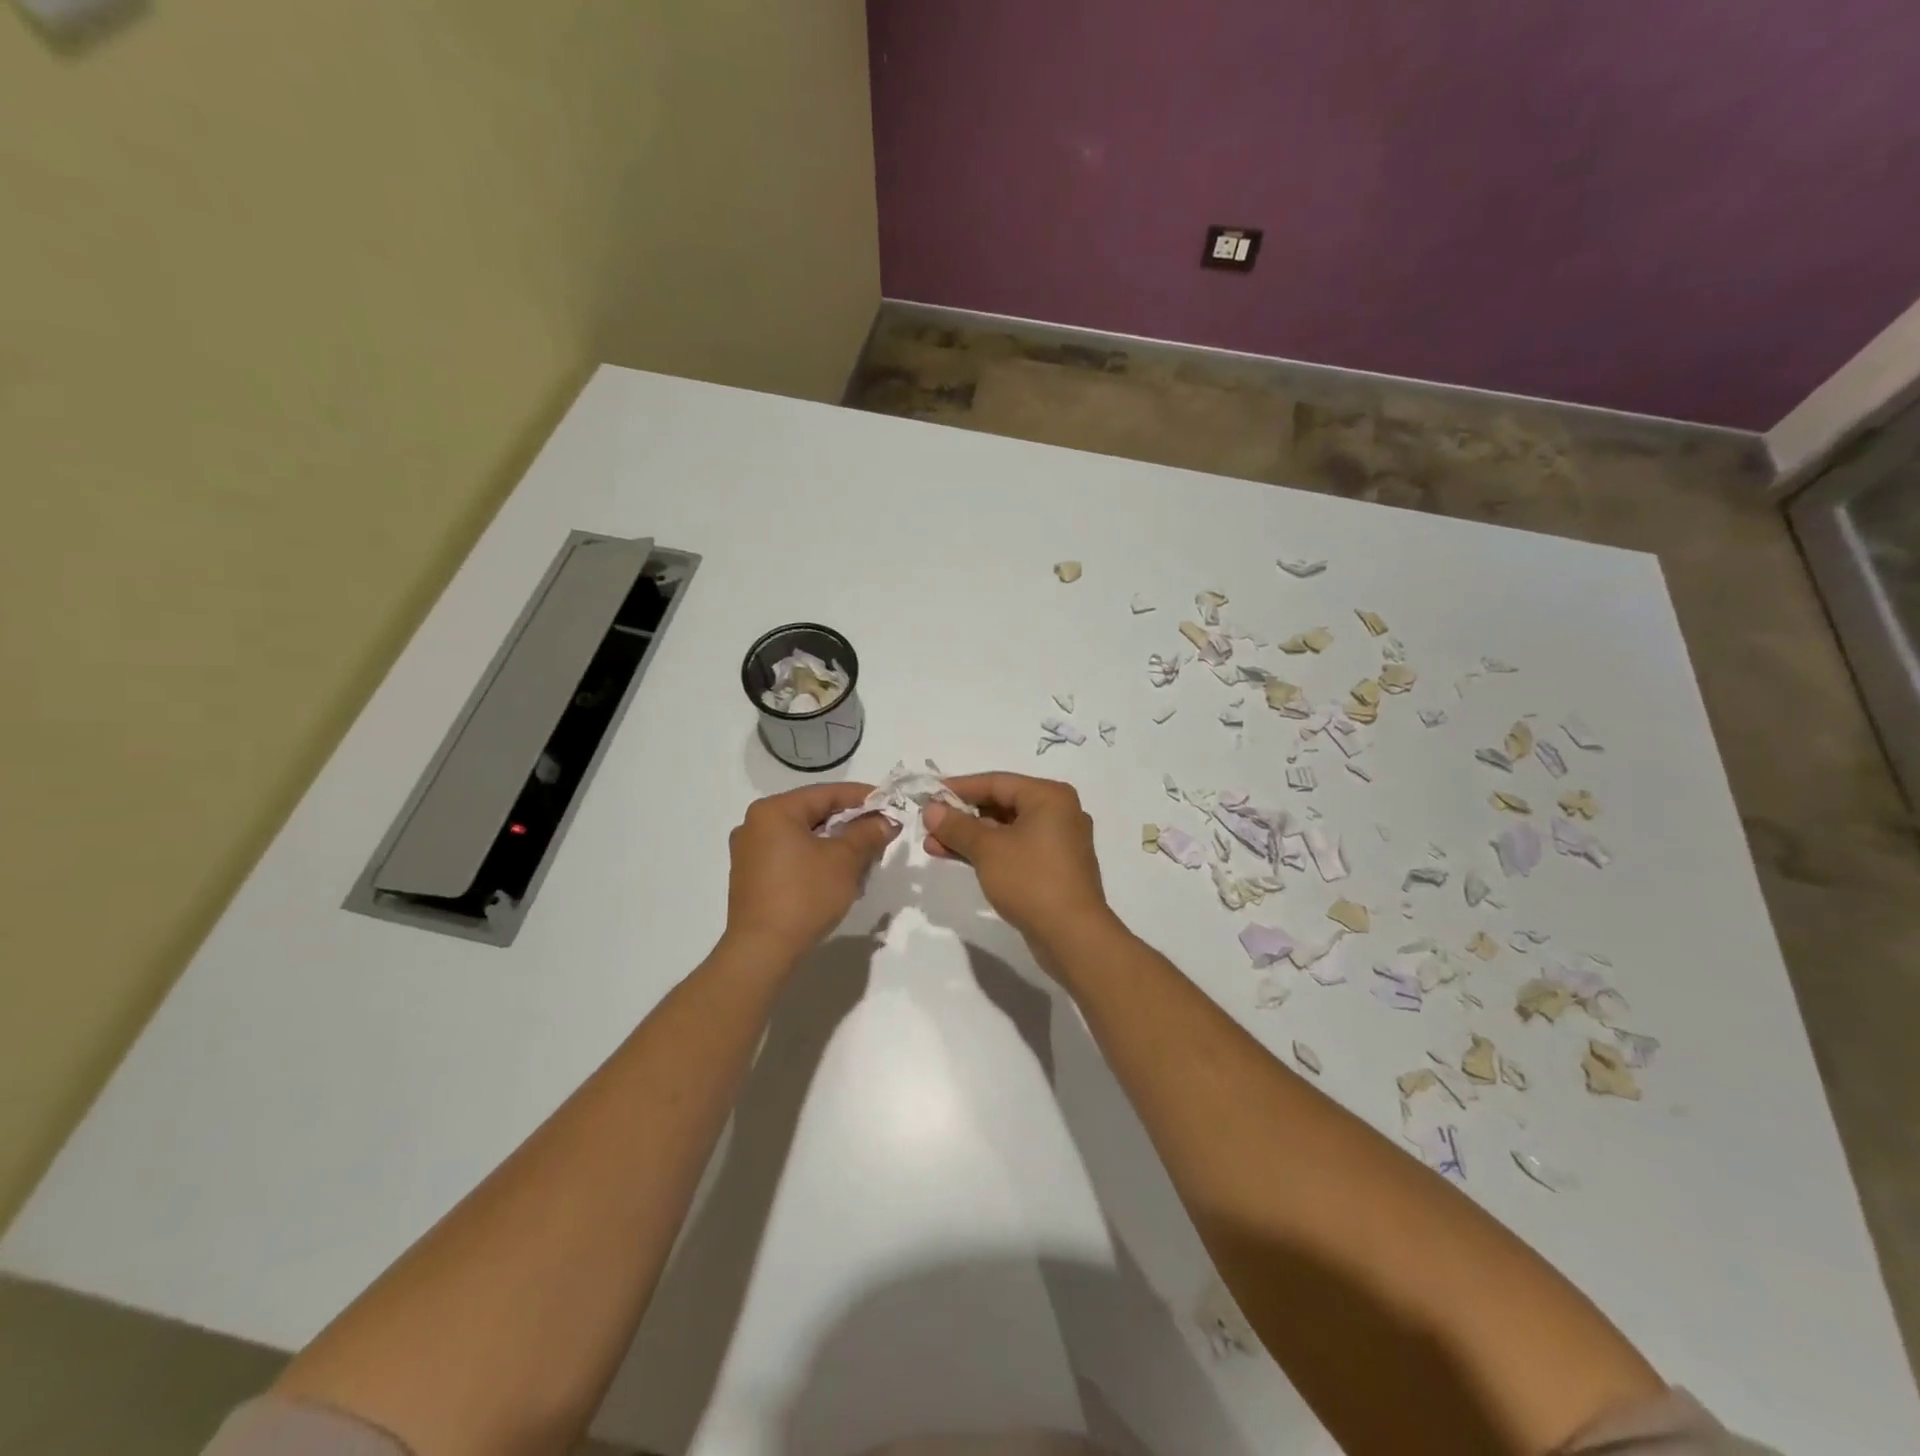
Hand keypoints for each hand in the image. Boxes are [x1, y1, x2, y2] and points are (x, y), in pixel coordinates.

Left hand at [724, 783, 896, 962]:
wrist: (763, 950)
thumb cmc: (804, 895)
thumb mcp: (845, 861)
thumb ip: (868, 833)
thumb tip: (886, 821)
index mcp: (774, 810)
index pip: (827, 793)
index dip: (863, 797)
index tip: (890, 804)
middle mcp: (756, 824)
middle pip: (814, 813)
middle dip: (850, 823)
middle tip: (881, 833)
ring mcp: (749, 851)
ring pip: (803, 836)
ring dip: (835, 843)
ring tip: (864, 858)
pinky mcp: (751, 876)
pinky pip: (790, 855)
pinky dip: (816, 858)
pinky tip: (838, 875)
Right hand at [922, 773, 1115, 950]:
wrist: (1073, 936)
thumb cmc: (1031, 880)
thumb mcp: (988, 849)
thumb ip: (957, 826)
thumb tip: (931, 809)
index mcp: (1049, 797)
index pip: (996, 782)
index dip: (959, 788)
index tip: (928, 795)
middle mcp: (1058, 813)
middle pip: (1001, 805)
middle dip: (962, 816)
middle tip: (928, 825)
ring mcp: (1058, 843)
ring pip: (1006, 830)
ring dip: (970, 837)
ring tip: (933, 845)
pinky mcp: (1054, 868)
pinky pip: (1015, 850)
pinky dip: (989, 852)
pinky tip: (958, 858)